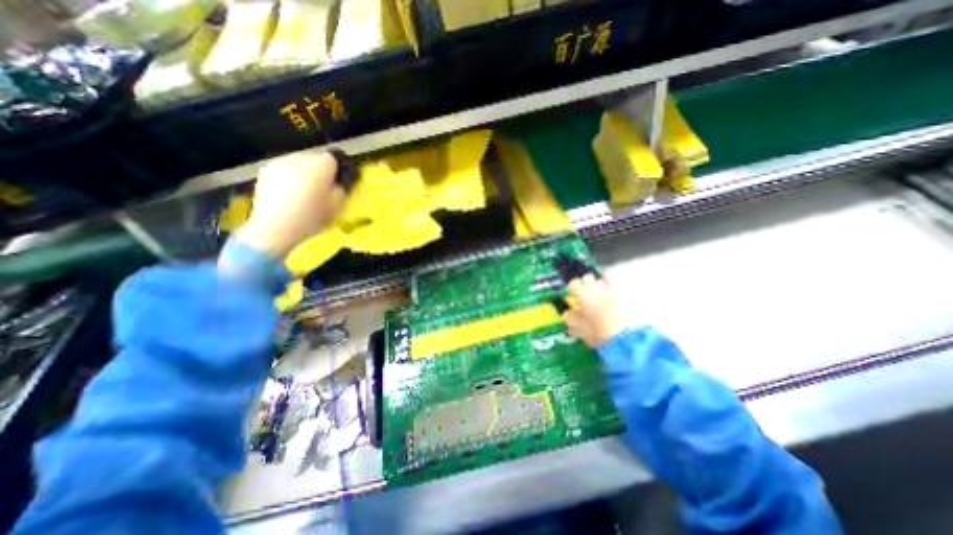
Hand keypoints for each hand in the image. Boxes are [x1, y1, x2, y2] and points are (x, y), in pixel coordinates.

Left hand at [234, 151, 347, 256]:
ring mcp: (281, 162)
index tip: (340, 182)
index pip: (335, 157)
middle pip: (316, 158)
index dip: (339, 170)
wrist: (275, 226)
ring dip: (305, 173)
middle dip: (321, 170)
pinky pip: (285, 169)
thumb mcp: (339, 205)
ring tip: (306, 192)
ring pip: (300, 163)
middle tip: (324, 188)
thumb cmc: (313, 216)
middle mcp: (301, 157)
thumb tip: (343, 179)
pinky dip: (290, 177)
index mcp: (322, 164)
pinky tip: (291, 194)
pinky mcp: (266, 170)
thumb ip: (344, 187)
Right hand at [560, 274, 630, 348]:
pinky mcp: (624, 296)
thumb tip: (568, 312)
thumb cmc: (598, 333)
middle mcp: (597, 288)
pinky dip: (609, 292)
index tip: (572, 297)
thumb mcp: (578, 328)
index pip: (574, 283)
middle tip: (584, 296)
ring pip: (601, 282)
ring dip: (597, 288)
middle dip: (585, 284)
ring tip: (598, 299)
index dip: (572, 289)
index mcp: (583, 294)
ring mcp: (611, 291)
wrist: (626, 339)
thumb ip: (570, 317)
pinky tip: (610, 302)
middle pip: (588, 277)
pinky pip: (613, 288)